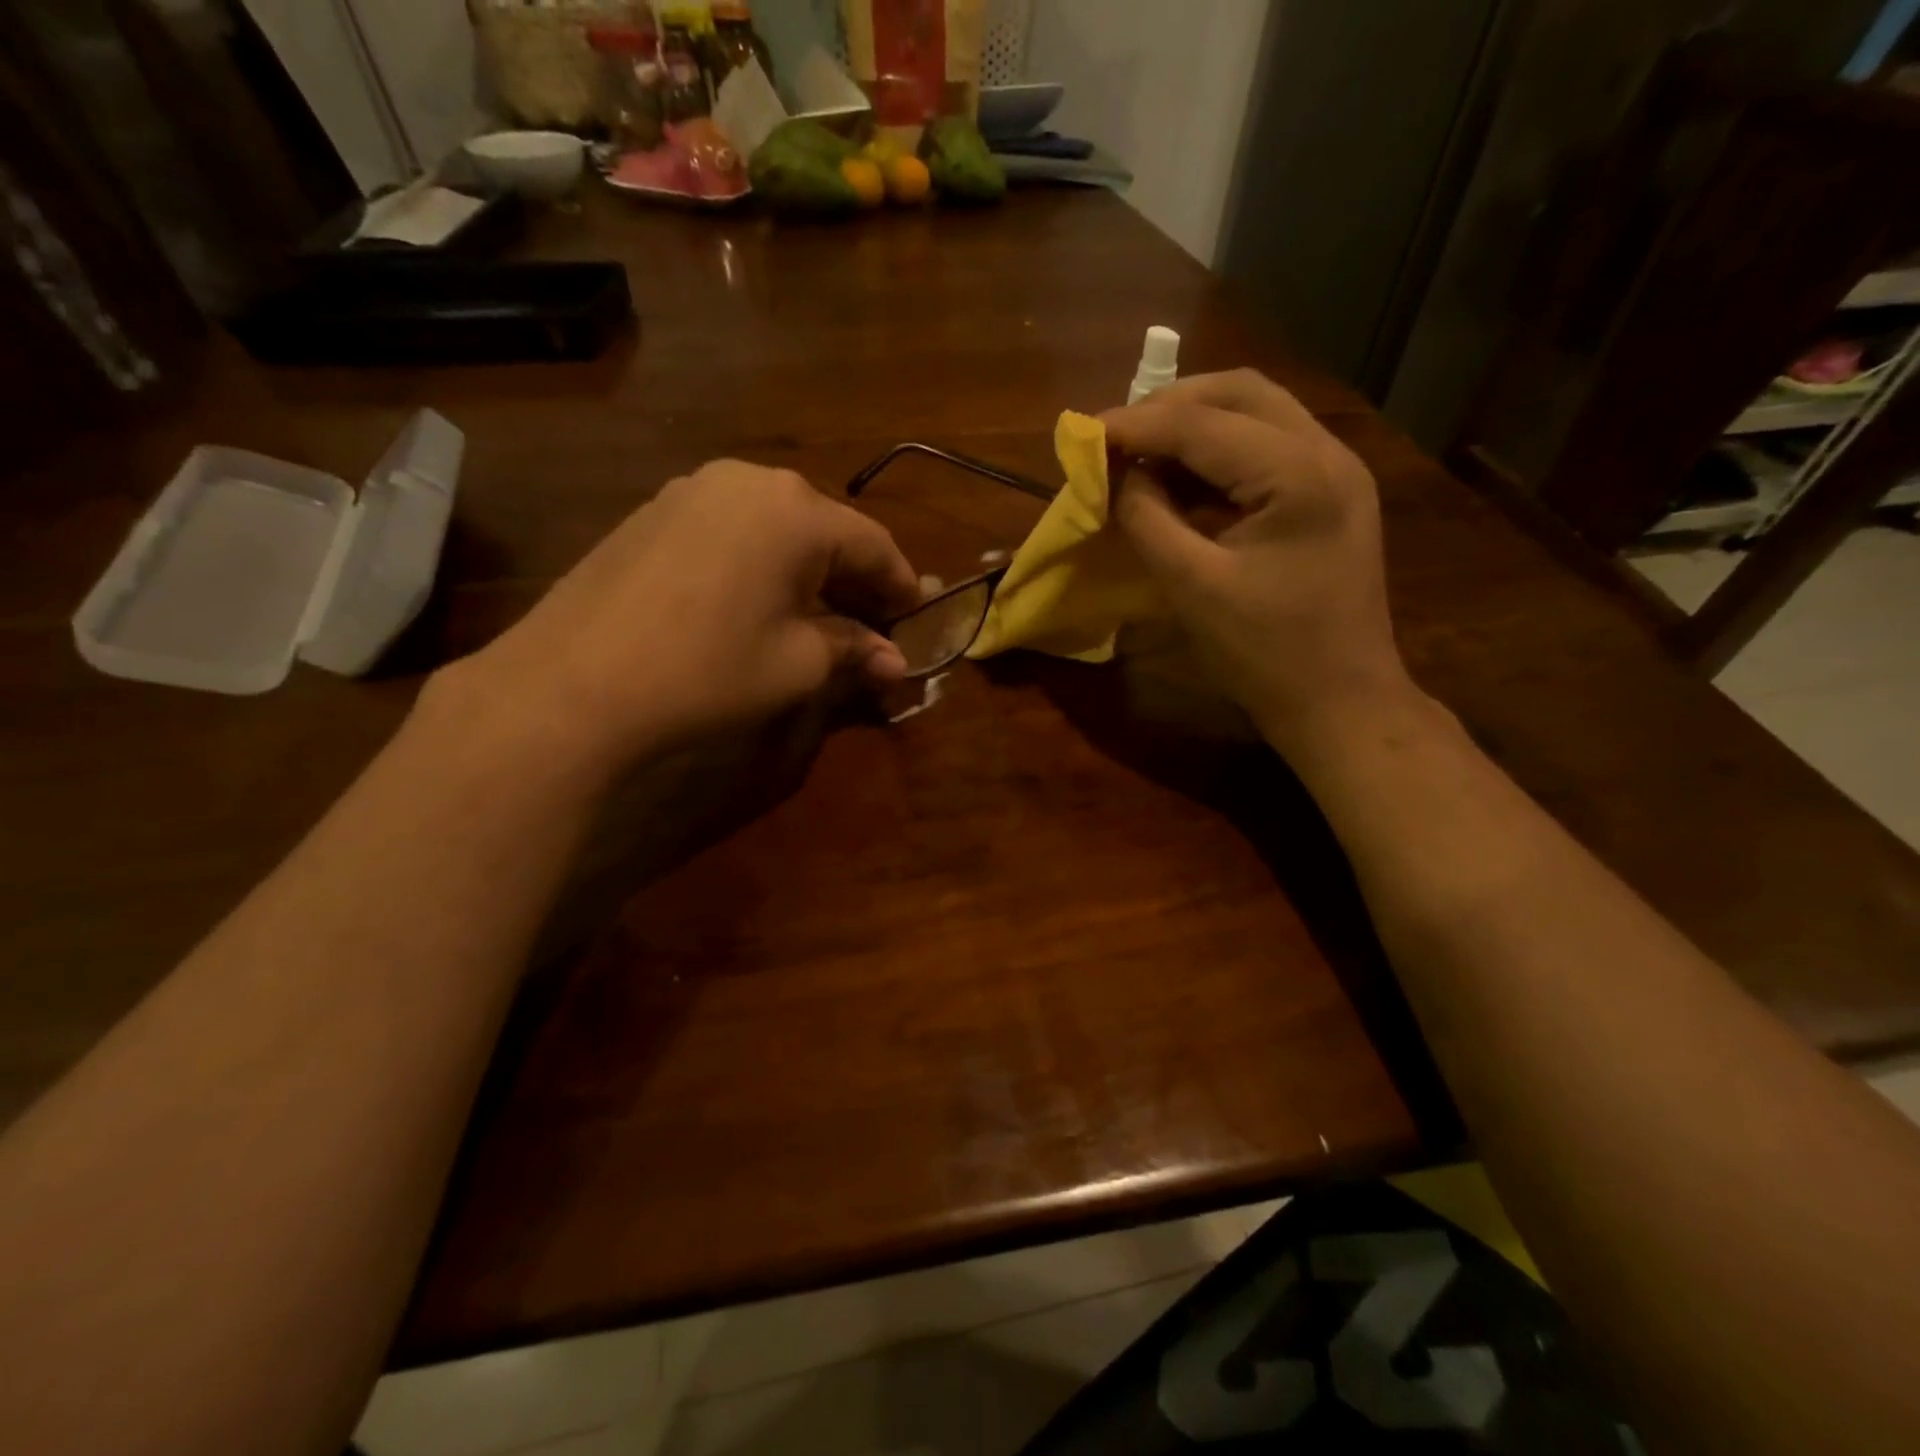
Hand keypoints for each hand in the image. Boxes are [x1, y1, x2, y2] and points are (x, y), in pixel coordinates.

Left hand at [453, 461, 919, 770]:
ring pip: (778, 528)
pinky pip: (733, 532)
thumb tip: (897, 663)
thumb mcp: (798, 664)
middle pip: (826, 529)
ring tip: (822, 617)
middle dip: (856, 579)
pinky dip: (762, 564)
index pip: (874, 544)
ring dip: (809, 571)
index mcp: (797, 510)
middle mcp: (750, 481)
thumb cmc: (709, 669)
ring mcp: (694, 490)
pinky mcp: (655, 512)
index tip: (919, 620)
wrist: (574, 683)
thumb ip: (854, 649)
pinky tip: (761, 602)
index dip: (902, 586)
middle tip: (876, 625)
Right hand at [1103, 369, 1416, 753]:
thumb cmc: (1264, 654)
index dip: (1135, 424)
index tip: (1082, 435)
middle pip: (1240, 392)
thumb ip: (1147, 519)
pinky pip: (1267, 450)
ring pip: (1257, 414)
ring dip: (1194, 424)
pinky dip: (1218, 454)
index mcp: (1298, 474)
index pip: (1202, 423)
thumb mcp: (1192, 587)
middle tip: (1116, 437)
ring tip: (1140, 453)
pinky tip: (1181, 479)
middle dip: (1170, 406)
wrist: (1340, 702)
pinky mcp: (1330, 496)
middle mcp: (1327, 453)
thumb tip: (1117, 474)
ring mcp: (1336, 471)